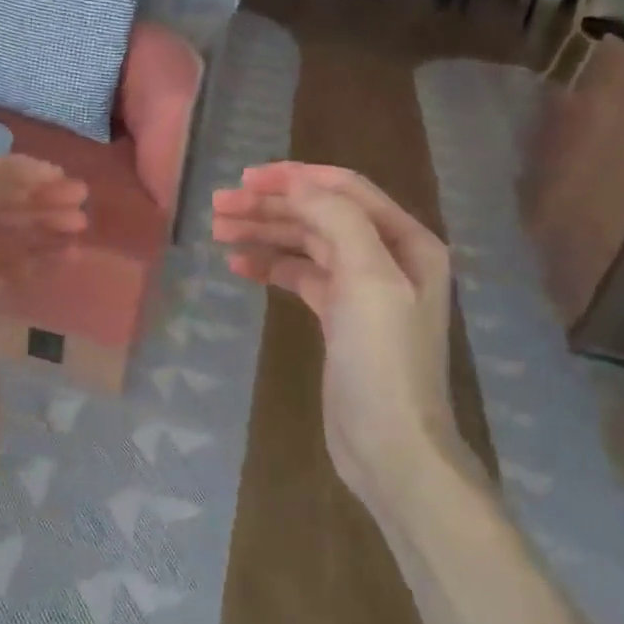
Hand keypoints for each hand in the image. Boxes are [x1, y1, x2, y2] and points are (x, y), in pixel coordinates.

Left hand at [0, 156, 87, 492]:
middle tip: (83, 203)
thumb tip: (6, 180)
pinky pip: (8, 269)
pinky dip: (36, 257)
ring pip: (2, 236)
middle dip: (34, 198)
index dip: (14, 173)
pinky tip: (66, 258)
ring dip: (40, 225)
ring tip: (82, 227)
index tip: (60, 178)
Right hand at [212, 163, 454, 501]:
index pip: (344, 189)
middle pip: (320, 214)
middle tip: (218, 206)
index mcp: (405, 240)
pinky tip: (239, 266)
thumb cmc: (382, 358)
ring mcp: (362, 288)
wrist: (390, 445)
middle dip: (270, 206)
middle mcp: (386, 257)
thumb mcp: (368, 278)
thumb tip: (296, 184)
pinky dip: (270, 266)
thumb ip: (336, 220)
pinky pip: (300, 276)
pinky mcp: (339, 316)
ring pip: (305, 244)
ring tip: (218, 231)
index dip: (294, 178)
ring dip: (264, 233)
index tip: (246, 179)